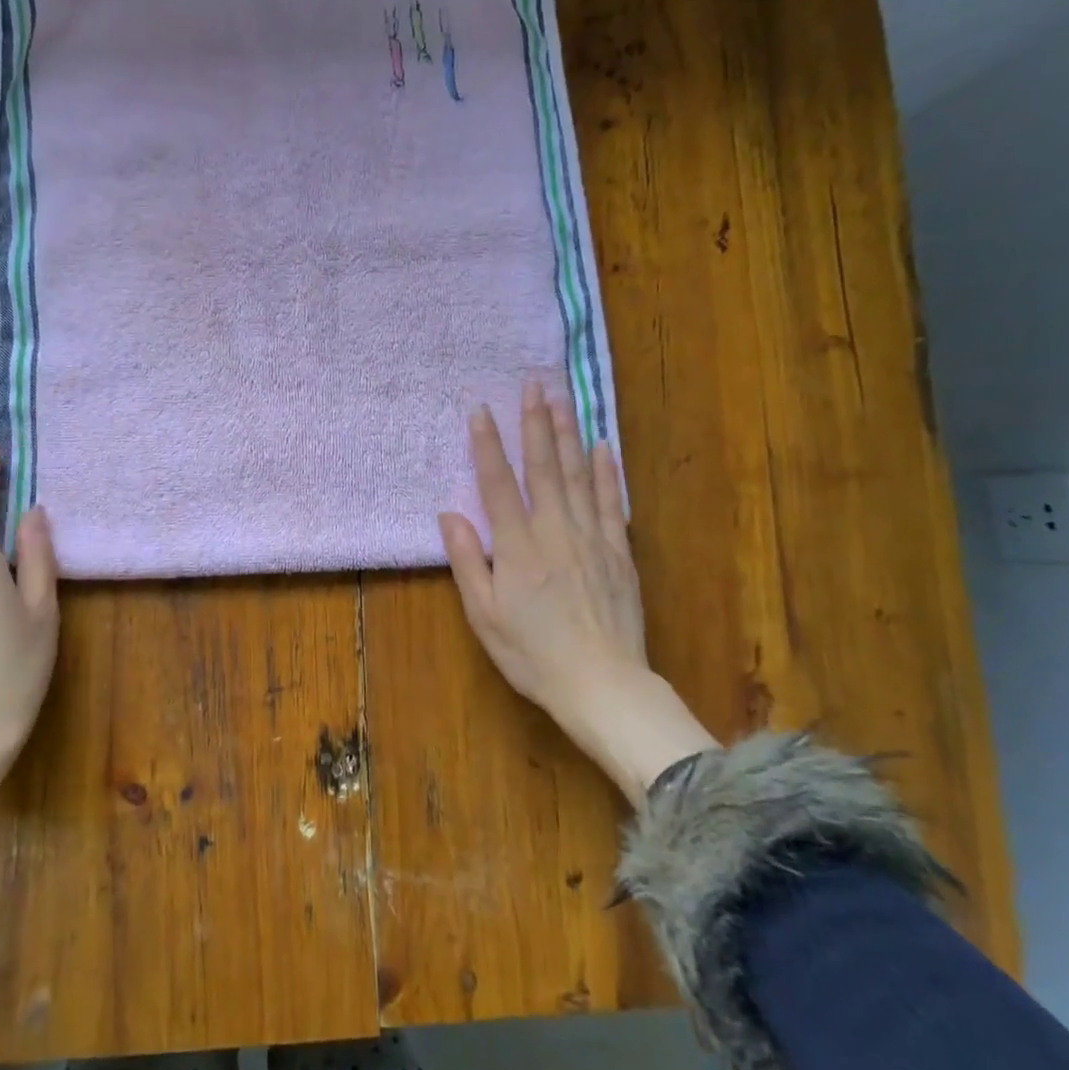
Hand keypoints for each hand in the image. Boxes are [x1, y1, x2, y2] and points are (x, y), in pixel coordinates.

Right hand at [439, 383, 716, 807]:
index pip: (499, 484)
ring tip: (562, 398)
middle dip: (535, 423)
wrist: (602, 685)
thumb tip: (449, 513)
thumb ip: (466, 561)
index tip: (481, 410)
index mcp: (518, 547)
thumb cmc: (532, 654)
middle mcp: (555, 531)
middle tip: (533, 384)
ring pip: (578, 475)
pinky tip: (602, 446)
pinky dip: (607, 472)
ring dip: (568, 434)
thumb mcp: (484, 615)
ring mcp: (592, 538)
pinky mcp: (619, 551)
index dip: (488, 445)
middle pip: (543, 467)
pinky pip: (612, 502)